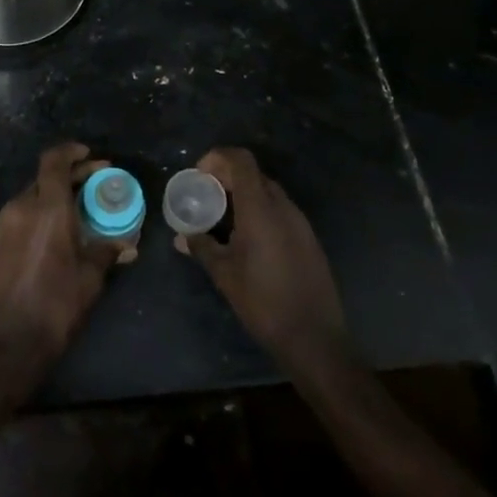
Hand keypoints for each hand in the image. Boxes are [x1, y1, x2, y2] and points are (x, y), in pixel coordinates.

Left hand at [0, 143, 116, 375]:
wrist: (7, 341)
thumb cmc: (55, 305)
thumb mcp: (90, 278)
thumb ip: (107, 252)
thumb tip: (127, 245)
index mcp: (46, 208)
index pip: (54, 161)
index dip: (71, 152)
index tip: (91, 156)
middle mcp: (21, 207)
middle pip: (44, 177)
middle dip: (70, 175)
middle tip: (95, 182)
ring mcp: (5, 224)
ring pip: (32, 195)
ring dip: (55, 195)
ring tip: (81, 208)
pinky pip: (23, 214)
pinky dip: (42, 212)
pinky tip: (60, 230)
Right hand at [175, 147, 352, 381]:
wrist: (314, 338)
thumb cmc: (263, 301)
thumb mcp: (223, 273)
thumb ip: (201, 246)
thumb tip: (182, 236)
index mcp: (260, 208)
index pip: (241, 161)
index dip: (218, 158)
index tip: (199, 175)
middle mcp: (283, 207)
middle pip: (254, 175)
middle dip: (227, 178)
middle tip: (205, 197)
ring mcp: (300, 223)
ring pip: (268, 193)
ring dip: (244, 197)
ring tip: (223, 220)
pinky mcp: (309, 239)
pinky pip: (280, 212)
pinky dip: (260, 212)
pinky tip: (247, 240)